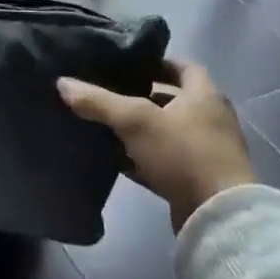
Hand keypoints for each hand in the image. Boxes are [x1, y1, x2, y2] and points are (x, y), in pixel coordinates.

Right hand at [57, 61, 255, 227]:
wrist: (217, 216)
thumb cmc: (182, 154)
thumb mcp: (134, 121)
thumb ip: (98, 101)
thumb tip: (62, 83)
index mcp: (204, 96)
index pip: (182, 67)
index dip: (156, 62)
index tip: (128, 64)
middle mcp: (211, 119)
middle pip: (173, 100)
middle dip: (142, 97)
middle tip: (110, 92)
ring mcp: (207, 151)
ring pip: (168, 132)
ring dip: (142, 130)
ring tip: (107, 124)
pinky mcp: (199, 179)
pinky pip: (167, 161)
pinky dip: (144, 158)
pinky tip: (118, 160)